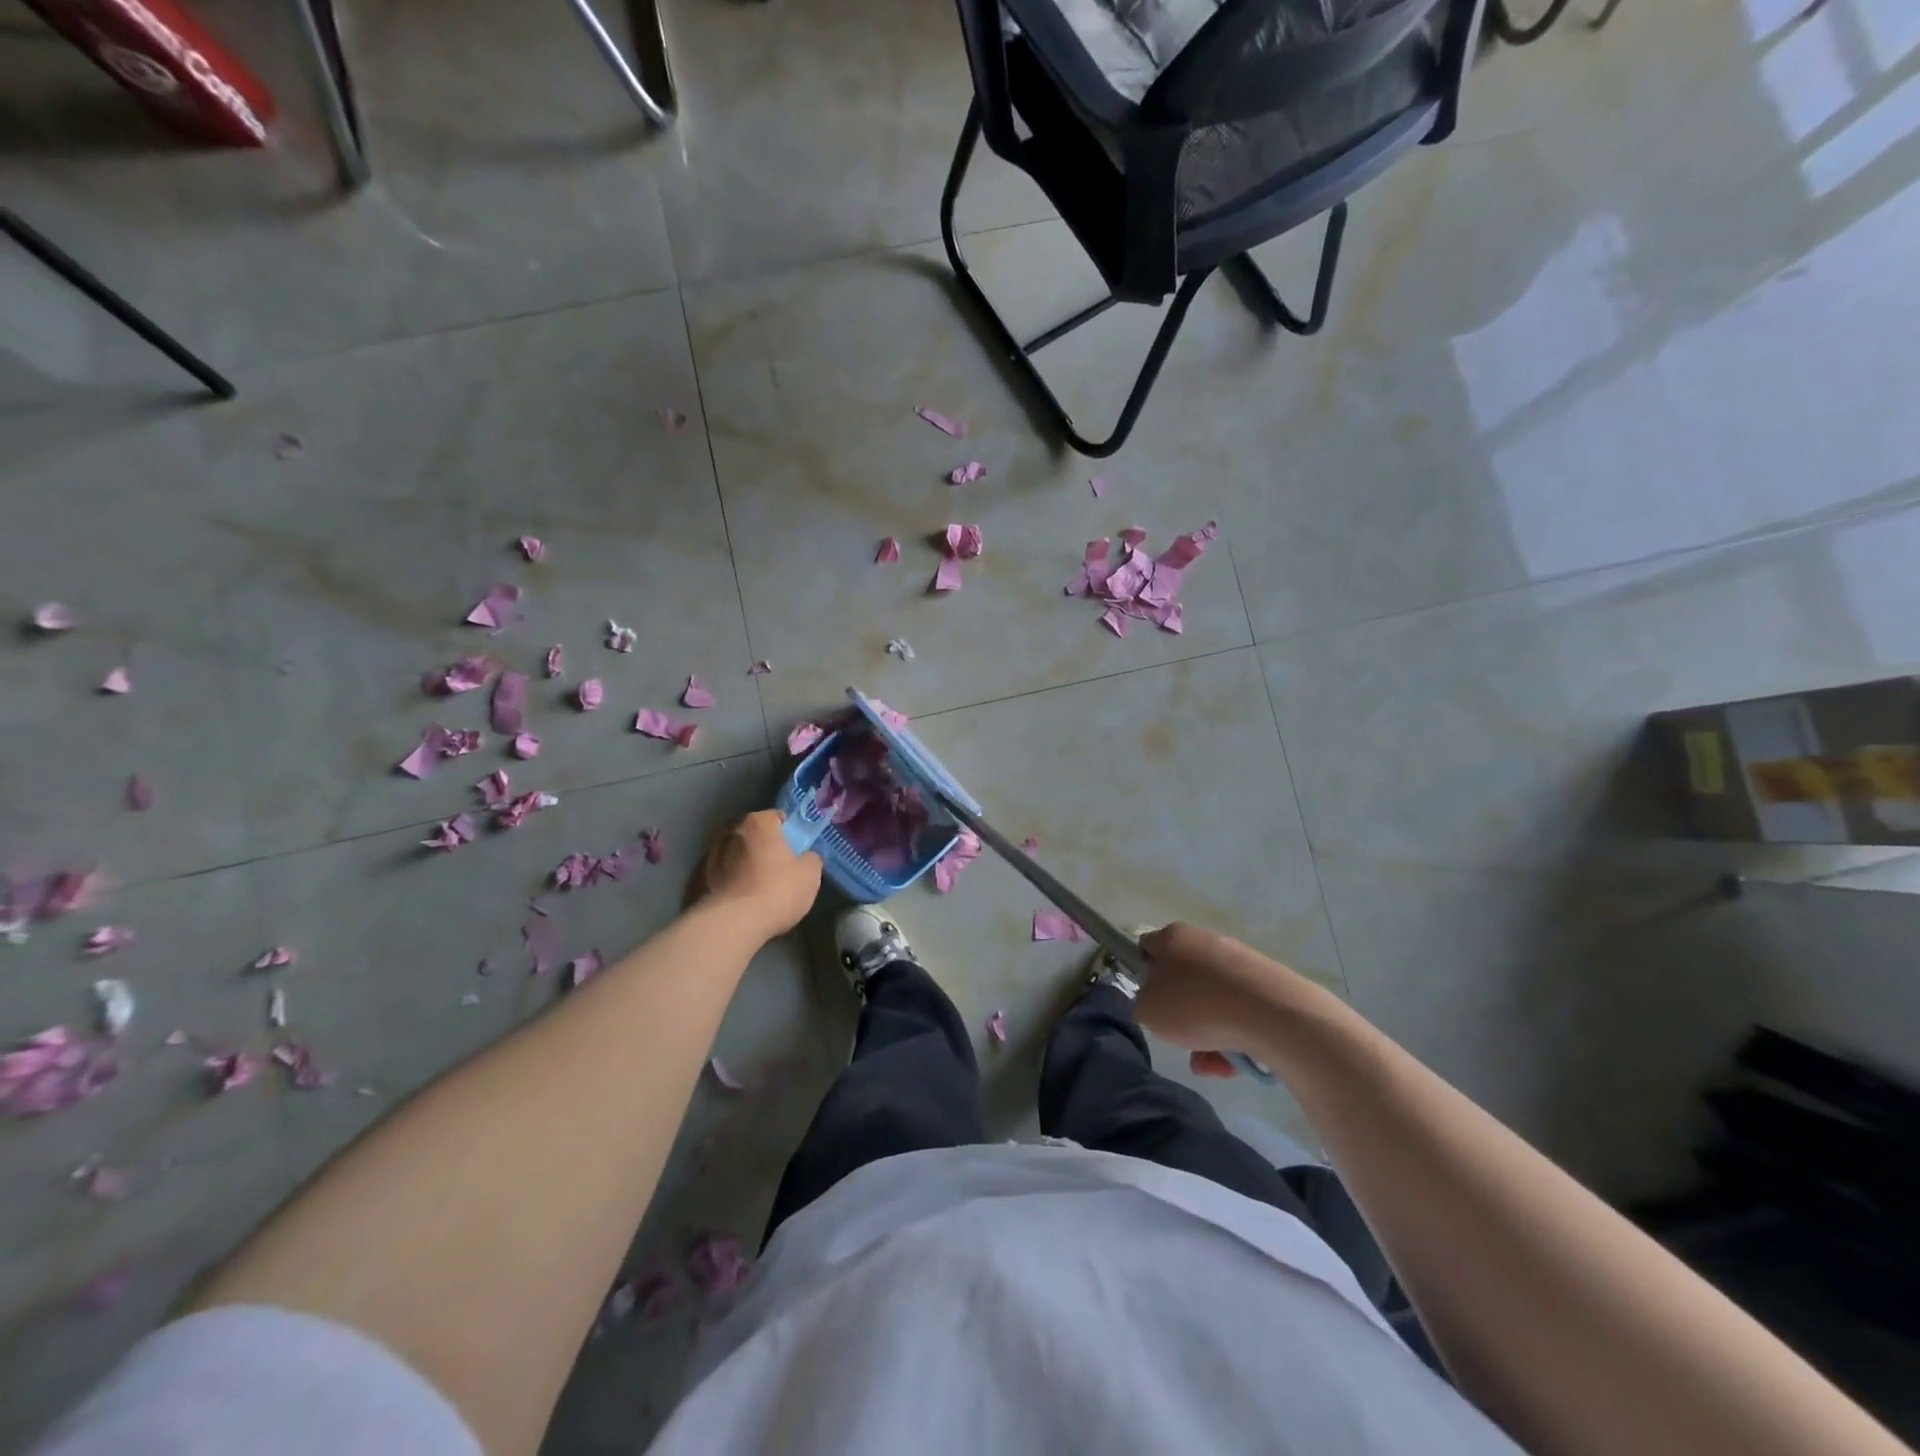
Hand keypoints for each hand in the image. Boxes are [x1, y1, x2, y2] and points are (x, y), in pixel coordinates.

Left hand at [699, 810, 821, 940]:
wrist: (732, 924)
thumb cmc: (777, 890)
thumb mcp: (810, 874)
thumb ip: (810, 858)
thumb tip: (805, 857)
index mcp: (758, 823)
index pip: (776, 817)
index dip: (788, 832)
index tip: (795, 849)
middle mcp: (730, 832)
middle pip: (753, 836)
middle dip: (763, 848)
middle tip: (778, 868)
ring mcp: (710, 856)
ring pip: (734, 856)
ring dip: (743, 865)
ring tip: (756, 888)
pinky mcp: (697, 881)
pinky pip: (721, 876)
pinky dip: (729, 883)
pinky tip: (739, 901)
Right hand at [1135, 922, 1309, 1078]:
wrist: (1271, 1014)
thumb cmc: (1196, 1005)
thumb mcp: (1147, 1010)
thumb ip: (1141, 1004)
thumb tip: (1154, 1003)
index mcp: (1172, 937)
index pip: (1146, 949)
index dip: (1142, 974)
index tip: (1148, 1002)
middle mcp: (1204, 940)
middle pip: (1182, 981)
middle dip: (1181, 1016)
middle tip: (1181, 1041)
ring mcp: (1238, 960)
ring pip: (1211, 1002)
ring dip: (1208, 1035)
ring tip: (1214, 1064)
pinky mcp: (1266, 982)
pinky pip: (1239, 1012)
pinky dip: (1234, 1035)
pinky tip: (1237, 1061)